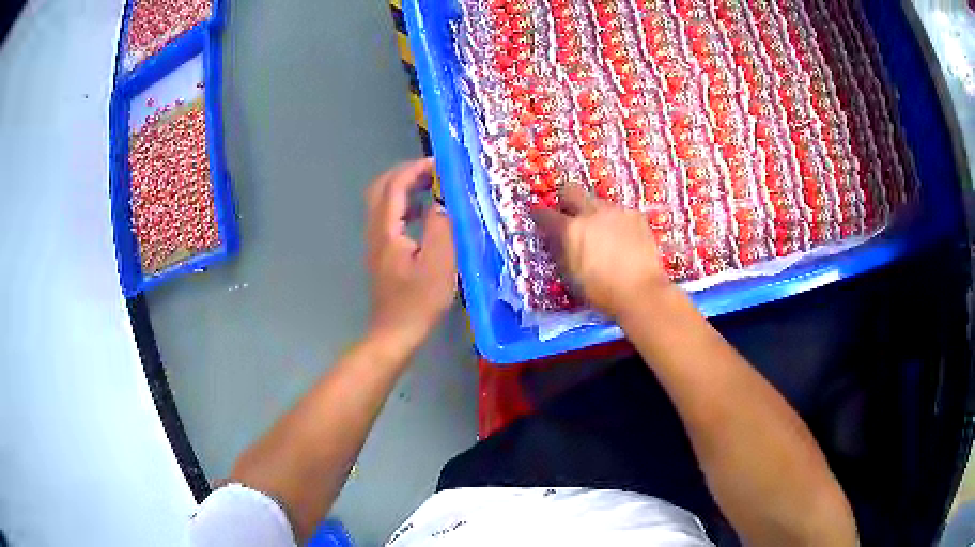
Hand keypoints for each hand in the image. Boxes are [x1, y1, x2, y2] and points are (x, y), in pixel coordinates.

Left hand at [365, 158, 456, 355]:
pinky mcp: (381, 254)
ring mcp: (376, 243)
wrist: (395, 333)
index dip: (414, 169)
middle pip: (381, 189)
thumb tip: (440, 204)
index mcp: (387, 230)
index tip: (438, 163)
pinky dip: (405, 207)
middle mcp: (376, 231)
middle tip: (431, 171)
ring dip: (404, 188)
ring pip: (382, 203)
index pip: (394, 186)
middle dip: (404, 173)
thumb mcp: (439, 264)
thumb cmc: (419, 301)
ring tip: (431, 187)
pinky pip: (388, 218)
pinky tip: (425, 216)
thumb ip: (441, 228)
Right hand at [533, 183, 670, 317]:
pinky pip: (619, 212)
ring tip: (602, 233)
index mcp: (570, 230)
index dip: (540, 218)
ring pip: (597, 202)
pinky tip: (623, 239)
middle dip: (566, 201)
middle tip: (570, 218)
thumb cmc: (601, 292)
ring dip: (594, 214)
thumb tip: (554, 240)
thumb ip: (560, 252)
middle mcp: (591, 213)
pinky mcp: (635, 215)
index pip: (545, 214)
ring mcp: (615, 211)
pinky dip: (616, 222)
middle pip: (571, 191)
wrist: (641, 292)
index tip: (541, 222)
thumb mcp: (571, 276)